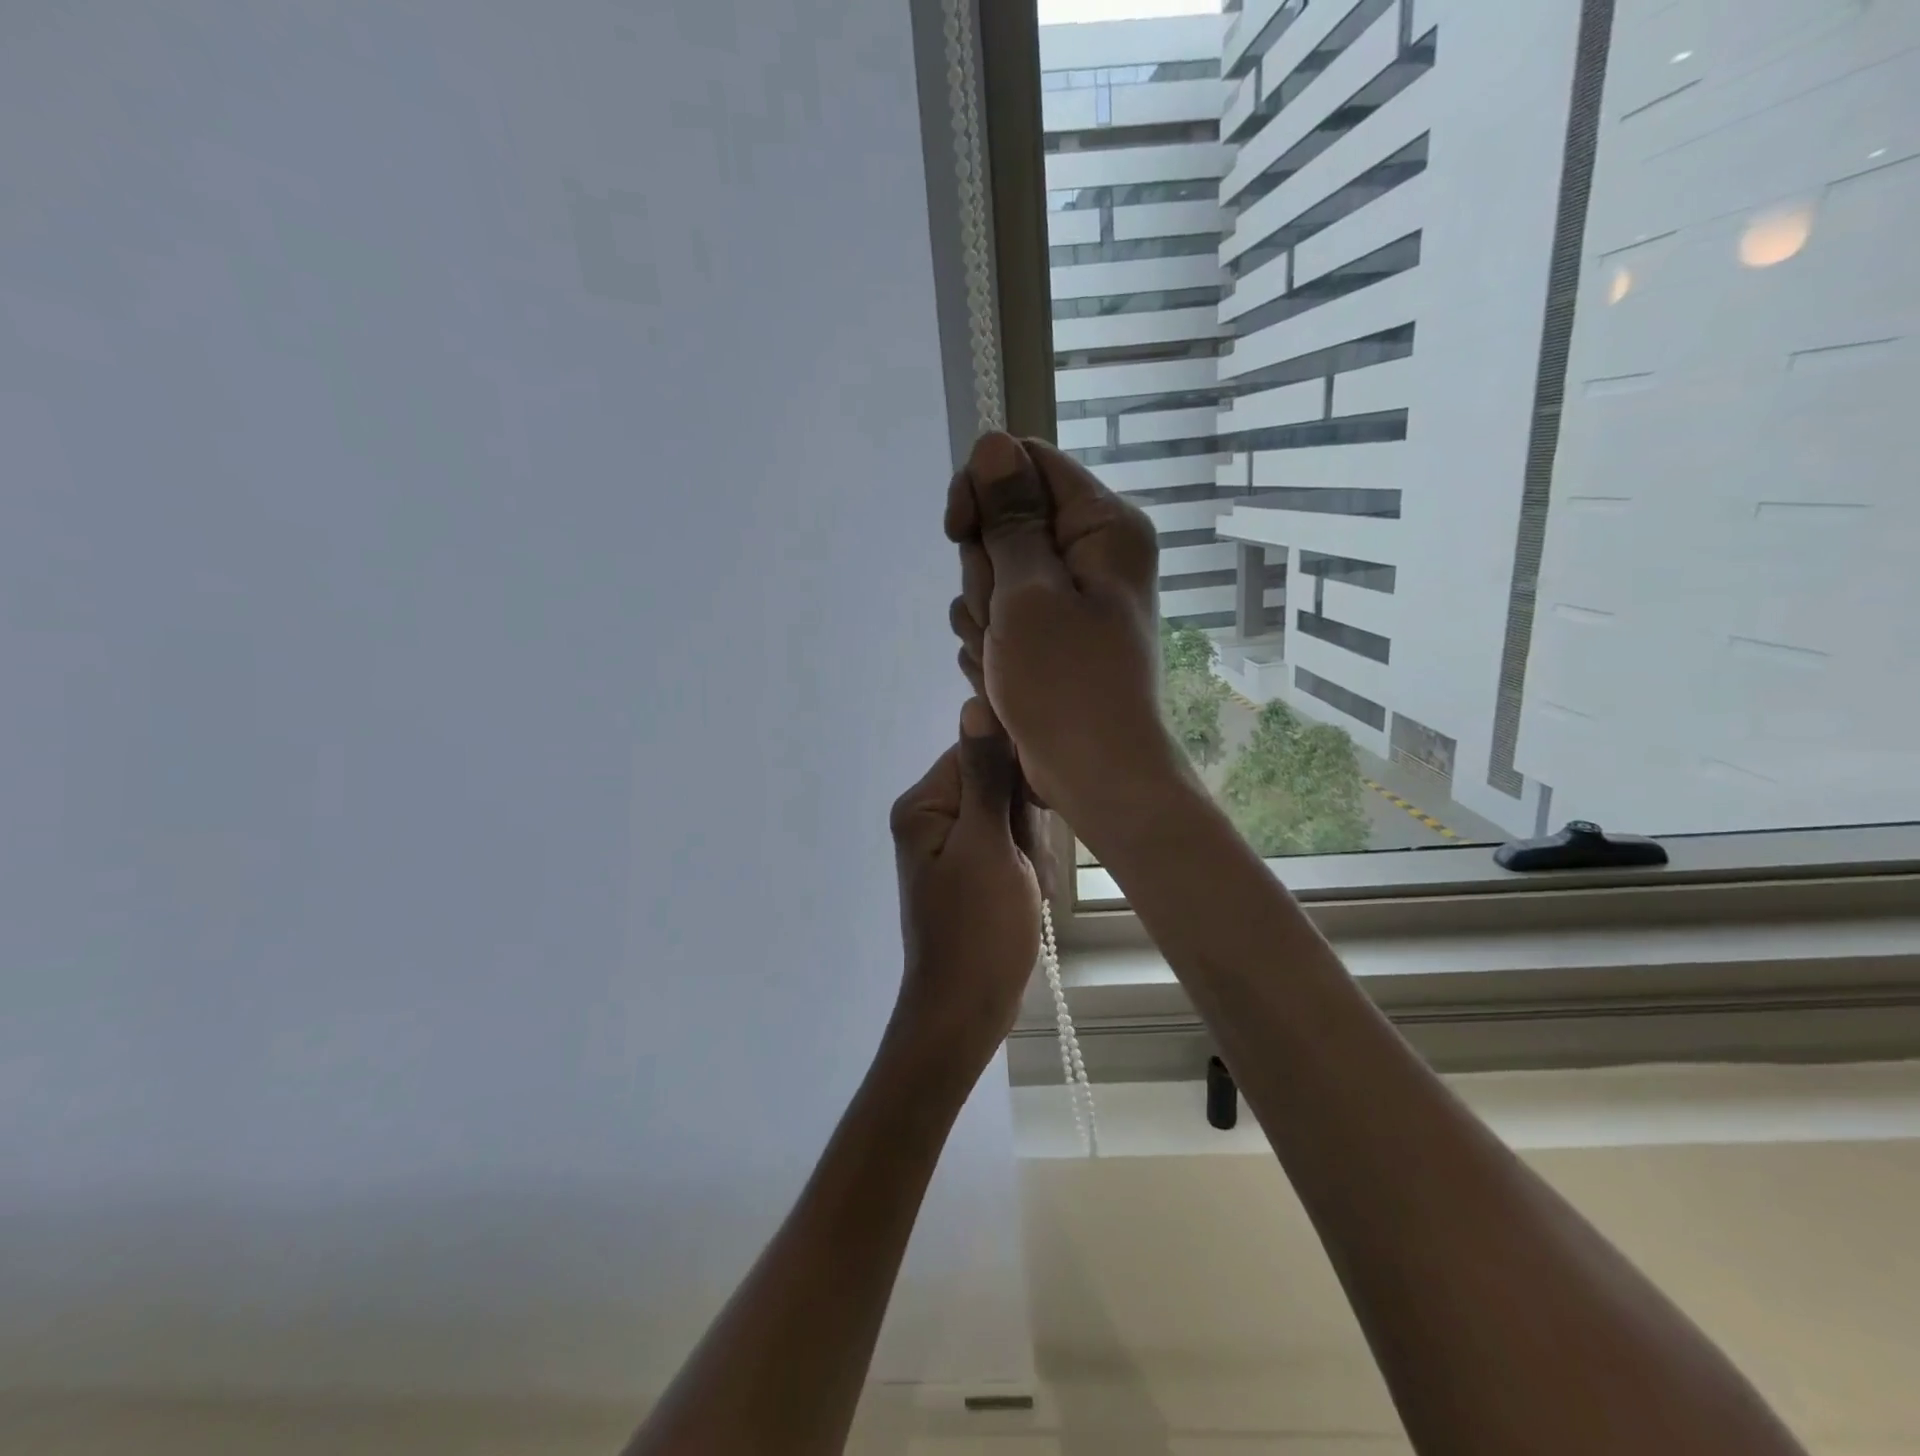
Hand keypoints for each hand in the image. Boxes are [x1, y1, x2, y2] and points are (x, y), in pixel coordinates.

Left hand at [887, 698, 1044, 1080]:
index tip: (1030, 820)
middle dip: (1024, 826)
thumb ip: (985, 775)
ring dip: (1031, 852)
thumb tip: (975, 703)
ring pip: (1014, 818)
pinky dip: (1028, 870)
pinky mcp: (974, 868)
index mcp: (925, 804)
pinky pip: (1013, 847)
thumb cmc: (977, 929)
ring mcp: (955, 845)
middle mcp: (933, 817)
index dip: (1017, 782)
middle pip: (1000, 785)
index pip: (981, 753)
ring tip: (1024, 889)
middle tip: (1022, 869)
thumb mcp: (988, 846)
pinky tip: (1026, 898)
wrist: (967, 1010)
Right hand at [944, 432, 1182, 834]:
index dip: (982, 490)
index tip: (958, 531)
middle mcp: (1088, 554)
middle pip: (1003, 524)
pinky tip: (1003, 678)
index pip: (1028, 464)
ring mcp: (1065, 599)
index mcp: (1102, 527)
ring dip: (982, 617)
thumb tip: (995, 444)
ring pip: (991, 576)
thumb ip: (1010, 518)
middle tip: (1000, 619)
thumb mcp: (1029, 594)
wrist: (1094, 774)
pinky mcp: (1045, 636)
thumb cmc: (1068, 684)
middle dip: (984, 572)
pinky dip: (989, 646)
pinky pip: (995, 617)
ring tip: (1005, 659)